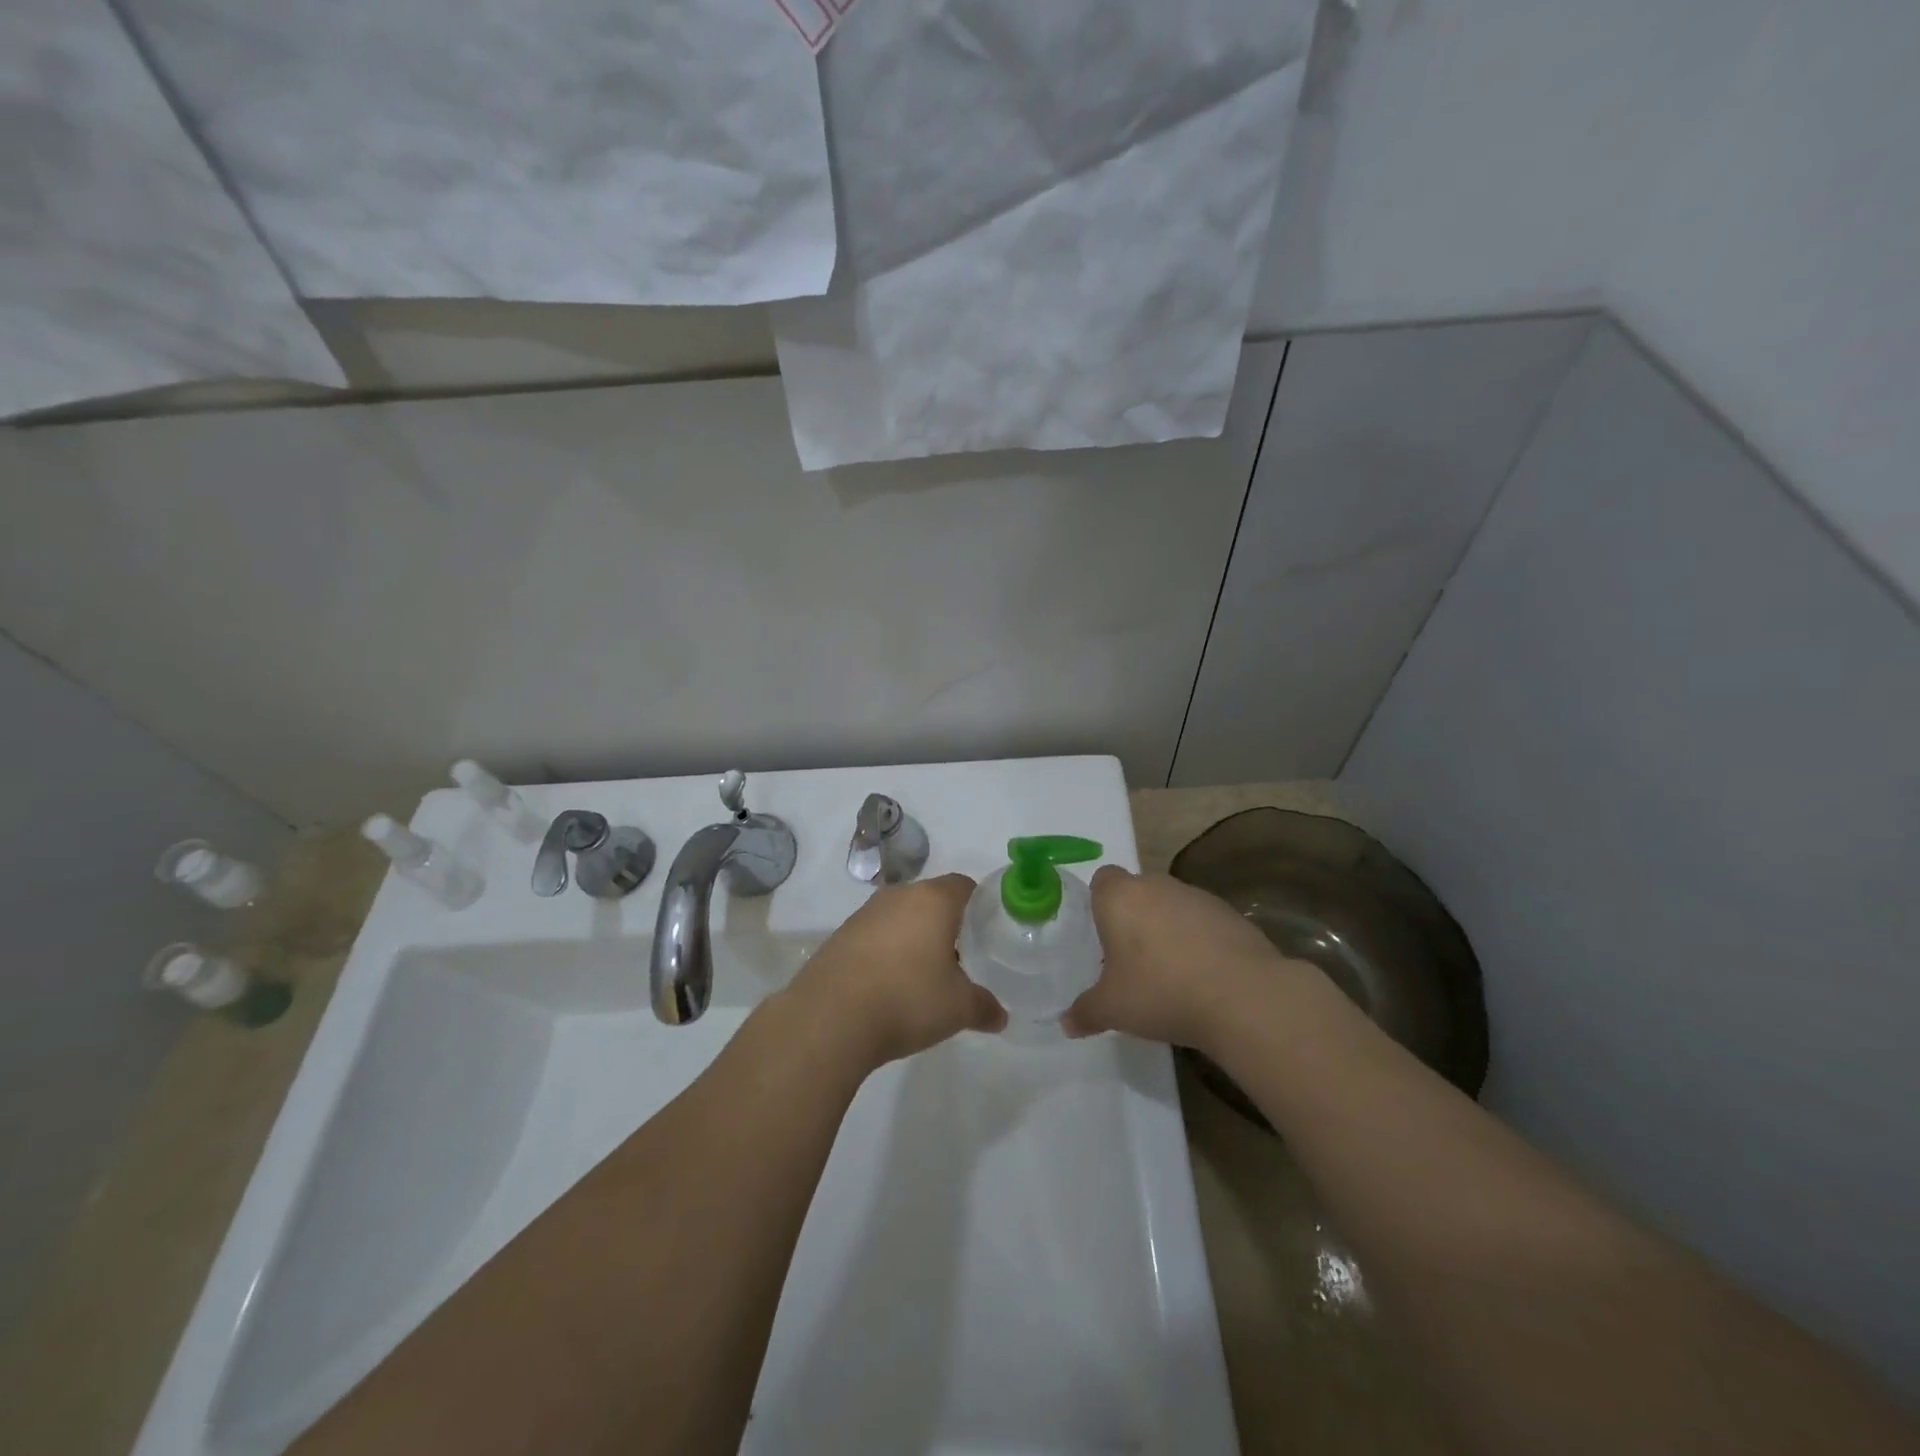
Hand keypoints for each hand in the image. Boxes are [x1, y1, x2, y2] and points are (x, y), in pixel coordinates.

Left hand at [787, 873, 1005, 1068]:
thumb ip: (984, 1007)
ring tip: (923, 975)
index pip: (963, 885)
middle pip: (931, 899)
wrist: (830, 1018)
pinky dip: (886, 952)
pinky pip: (874, 935)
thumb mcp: (958, 1008)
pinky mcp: (840, 936)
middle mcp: (898, 896)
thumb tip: (1000, 1016)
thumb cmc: (907, 999)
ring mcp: (864, 914)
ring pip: (900, 916)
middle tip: (960, 957)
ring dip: (913, 937)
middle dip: (946, 923)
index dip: (979, 904)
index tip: (987, 930)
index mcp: (933, 900)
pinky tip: (888, 984)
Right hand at [1064, 867, 1287, 1050]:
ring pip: (1172, 906)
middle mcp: (1157, 886)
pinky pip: (1203, 922)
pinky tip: (1203, 977)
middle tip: (1131, 960)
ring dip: (1168, 929)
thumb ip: (1085, 1012)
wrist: (1242, 996)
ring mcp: (1197, 897)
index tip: (1102, 936)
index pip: (1102, 880)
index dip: (1099, 903)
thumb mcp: (1112, 1009)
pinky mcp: (1231, 915)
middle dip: (1134, 918)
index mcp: (1120, 897)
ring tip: (1170, 973)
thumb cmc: (1161, 991)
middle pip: (1138, 891)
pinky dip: (1199, 941)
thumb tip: (1067, 1023)